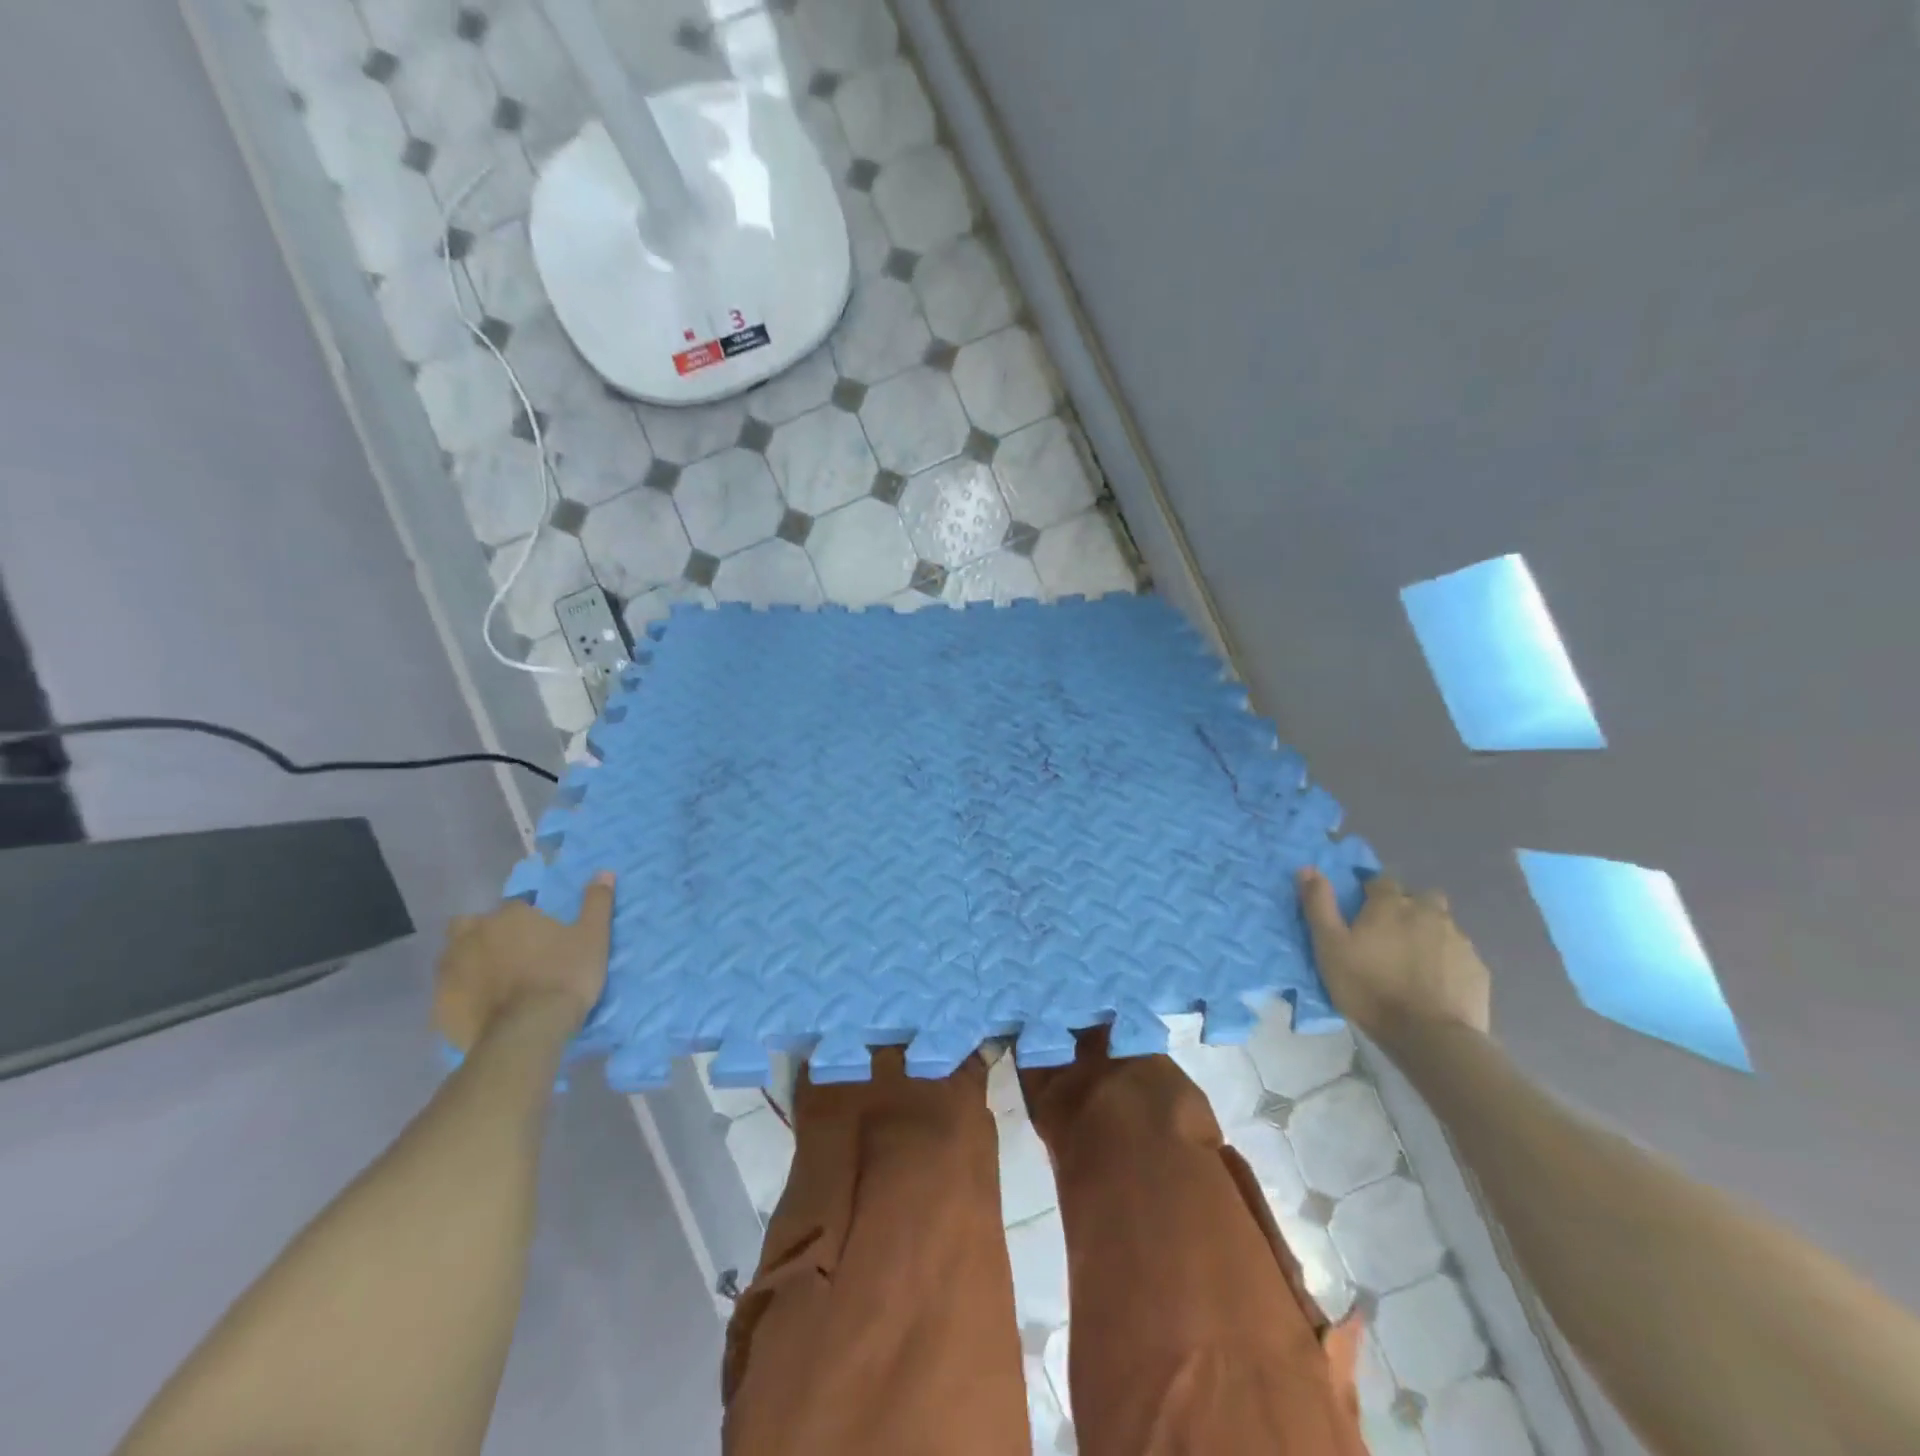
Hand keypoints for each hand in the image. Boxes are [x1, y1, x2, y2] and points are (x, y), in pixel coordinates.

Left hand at [434, 874, 614, 1050]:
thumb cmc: (564, 976)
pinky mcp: (439, 1006)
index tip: (541, 936)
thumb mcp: (593, 936)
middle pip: (469, 926)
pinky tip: (481, 1009)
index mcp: (508, 916)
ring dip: (469, 963)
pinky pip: (448, 994)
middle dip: (483, 934)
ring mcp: (450, 972)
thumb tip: (604, 871)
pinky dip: (461, 997)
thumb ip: (596, 902)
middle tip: (509, 953)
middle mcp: (471, 936)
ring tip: (495, 983)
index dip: (527, 919)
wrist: (528, 1032)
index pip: (514, 907)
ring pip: (453, 958)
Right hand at [1296, 869, 1491, 1043]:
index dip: (1371, 892)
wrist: (1430, 1036)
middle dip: (1408, 907)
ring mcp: (1458, 940)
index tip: (1362, 909)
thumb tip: (1308, 868)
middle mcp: (1428, 913)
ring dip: (1429, 932)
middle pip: (1421, 897)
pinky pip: (1460, 954)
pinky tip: (1436, 982)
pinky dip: (1448, 960)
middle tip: (1391, 932)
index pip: (1381, 881)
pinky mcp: (1478, 968)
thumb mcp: (1330, 946)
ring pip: (1443, 924)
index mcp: (1391, 904)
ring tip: (1414, 960)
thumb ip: (1319, 905)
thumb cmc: (1369, 987)